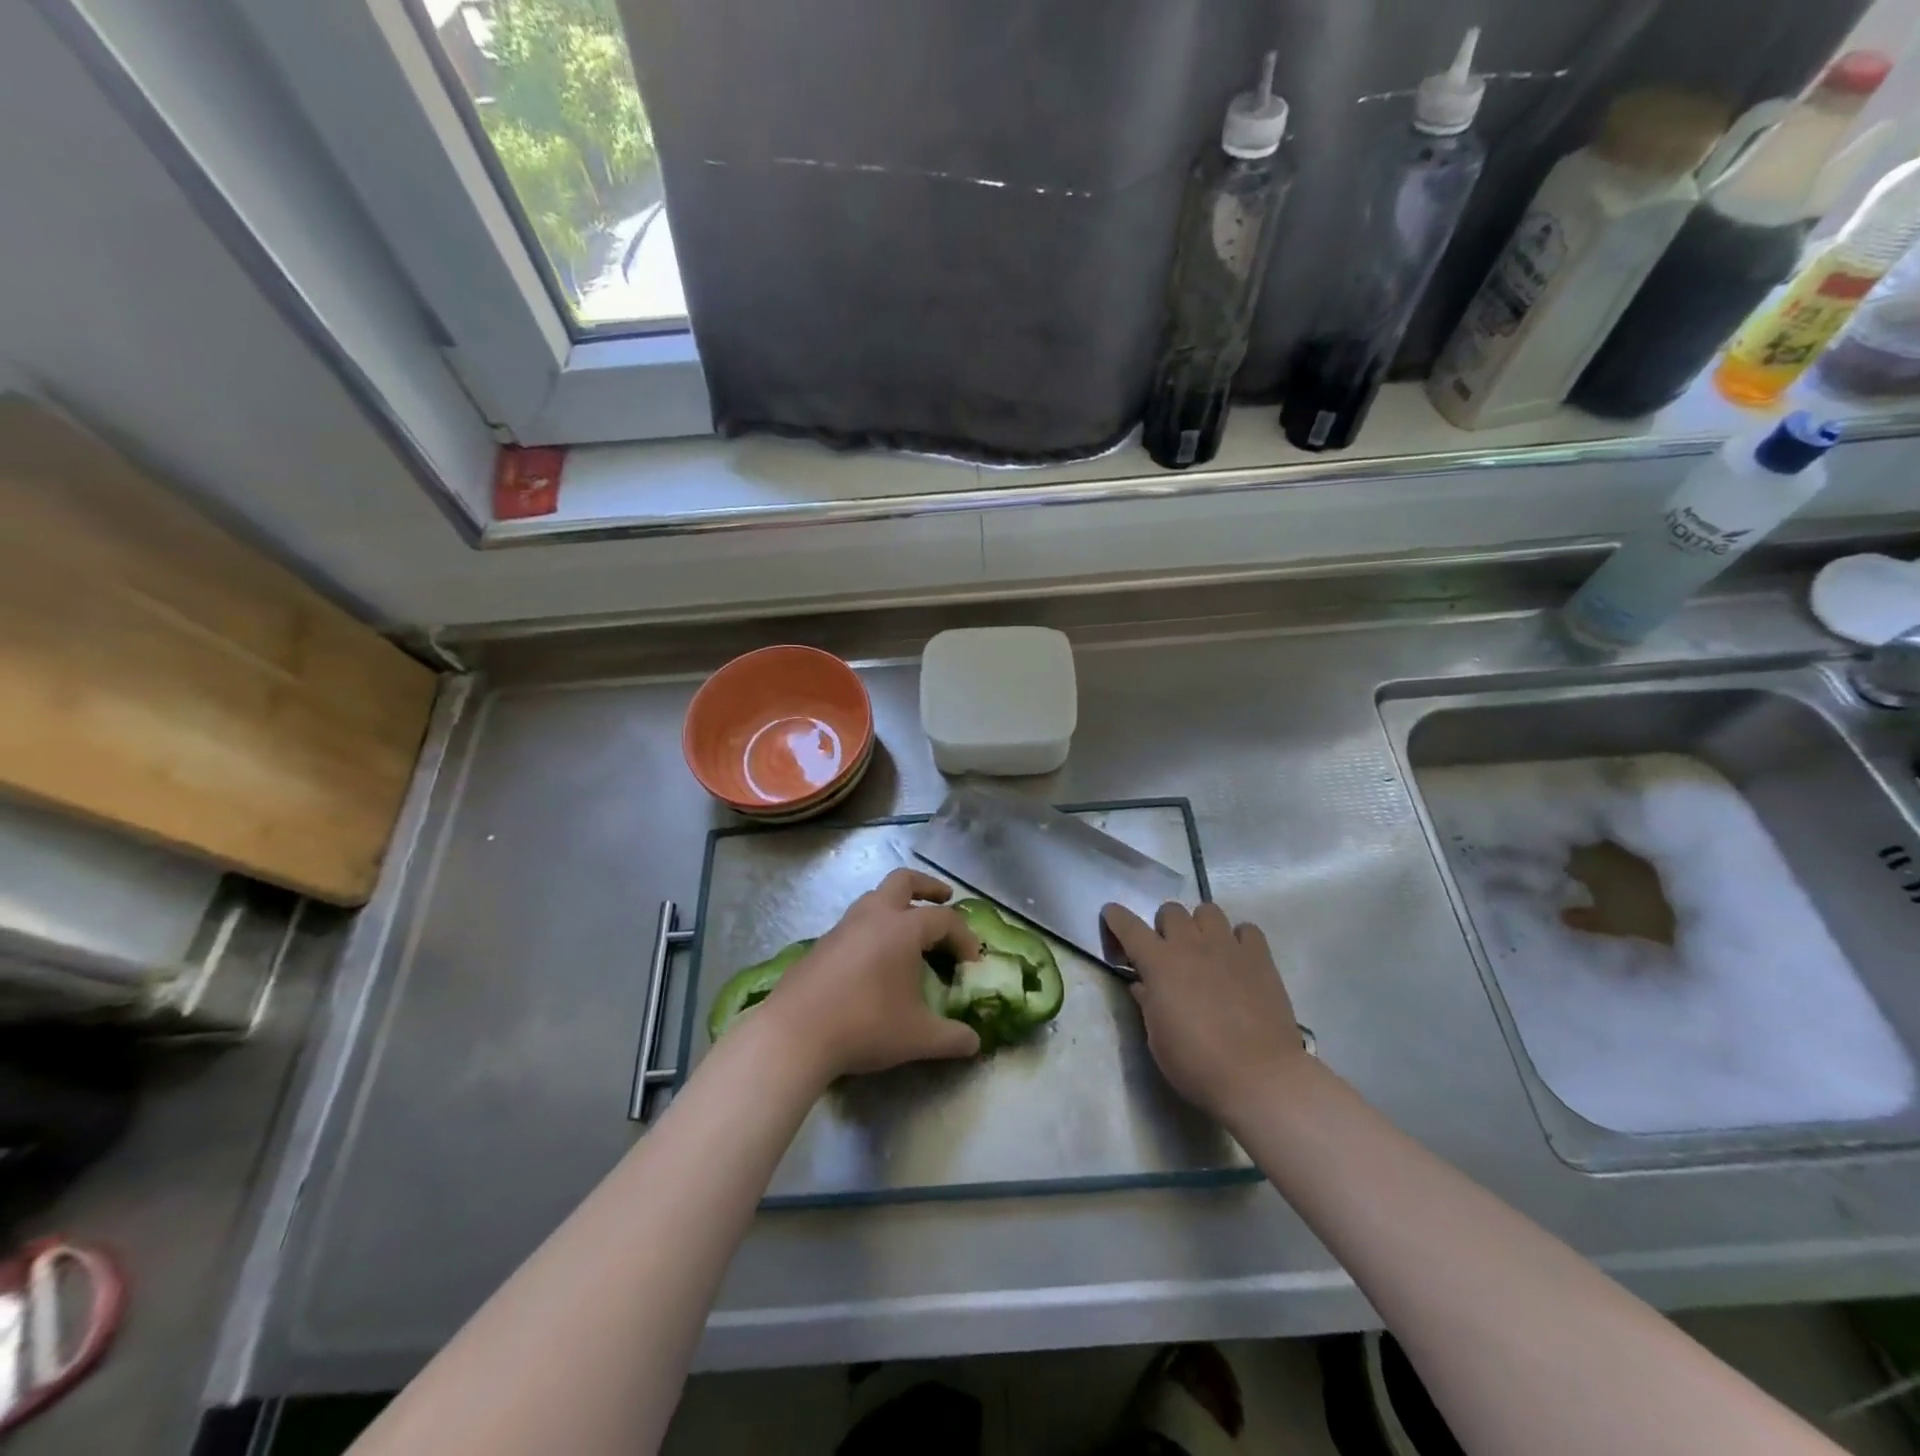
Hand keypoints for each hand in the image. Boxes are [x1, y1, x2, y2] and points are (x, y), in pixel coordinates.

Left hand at [761, 869, 983, 1080]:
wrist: (794, 1034)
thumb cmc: (865, 1025)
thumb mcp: (917, 1037)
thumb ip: (952, 1038)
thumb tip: (975, 1043)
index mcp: (903, 928)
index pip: (944, 919)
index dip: (964, 936)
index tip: (973, 960)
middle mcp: (873, 916)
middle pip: (903, 880)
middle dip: (928, 886)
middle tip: (944, 898)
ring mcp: (843, 927)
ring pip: (874, 898)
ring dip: (896, 905)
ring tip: (909, 930)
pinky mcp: (821, 944)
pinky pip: (855, 923)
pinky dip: (873, 927)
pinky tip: (874, 959)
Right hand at [1103, 901, 1307, 1128]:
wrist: (1259, 1077)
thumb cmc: (1197, 1064)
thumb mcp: (1157, 1039)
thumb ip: (1148, 1003)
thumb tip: (1143, 984)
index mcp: (1159, 963)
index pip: (1129, 926)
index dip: (1116, 917)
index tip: (1111, 914)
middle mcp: (1191, 945)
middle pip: (1171, 910)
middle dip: (1164, 926)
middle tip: (1168, 951)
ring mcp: (1228, 947)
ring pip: (1208, 910)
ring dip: (1200, 925)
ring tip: (1205, 949)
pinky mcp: (1260, 958)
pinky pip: (1247, 930)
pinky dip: (1239, 938)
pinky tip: (1237, 959)